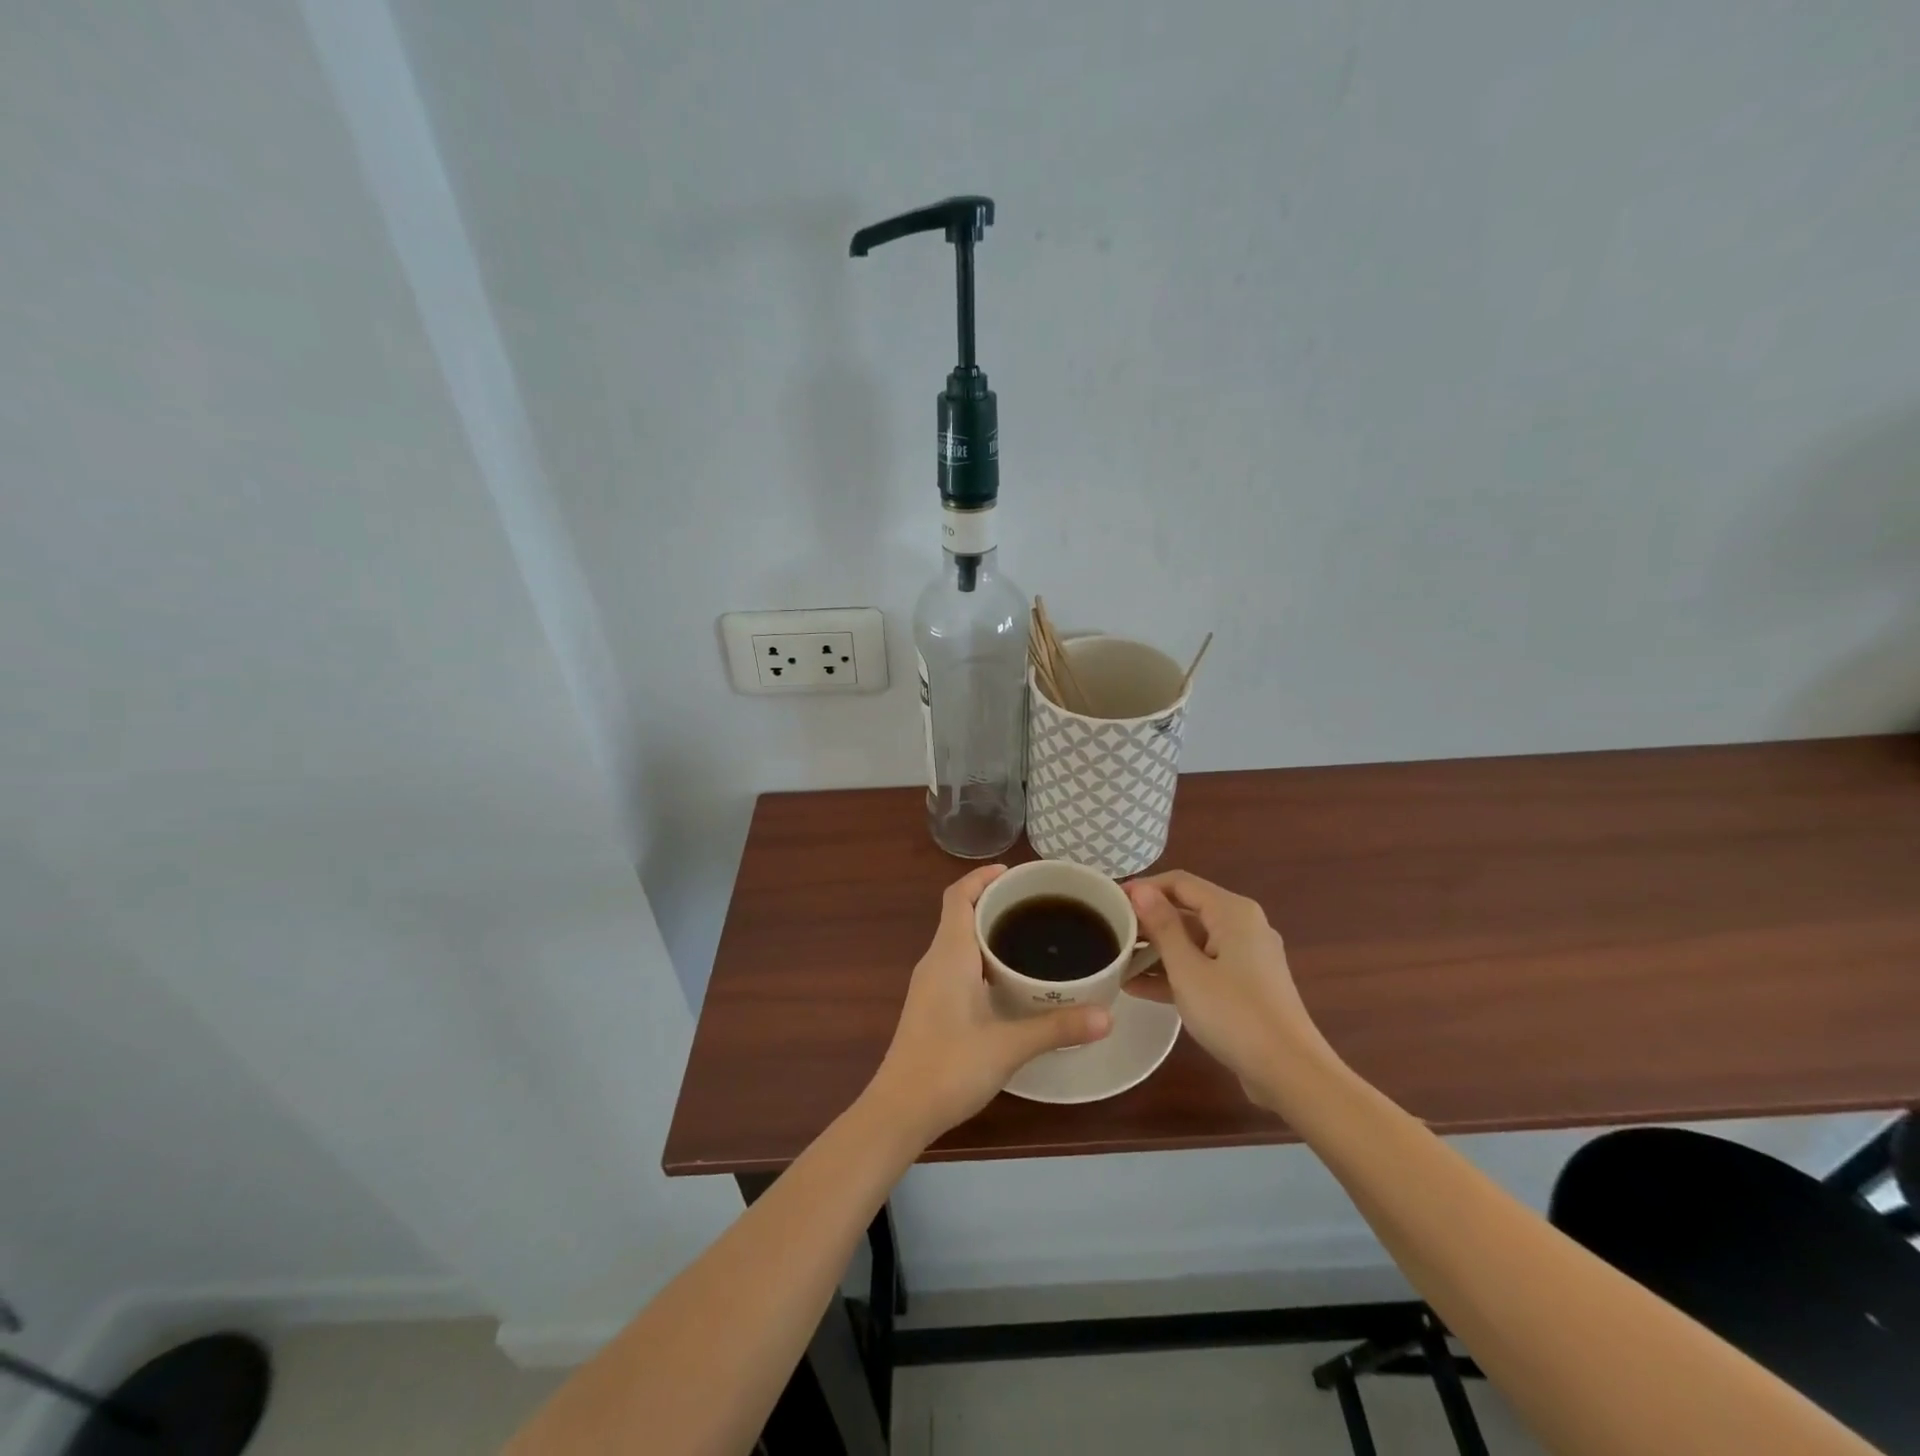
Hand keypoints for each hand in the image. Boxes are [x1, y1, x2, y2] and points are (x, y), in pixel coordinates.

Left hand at [870, 865, 1112, 1144]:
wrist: (899, 1111)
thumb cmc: (948, 1068)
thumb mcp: (1008, 1046)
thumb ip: (1057, 1028)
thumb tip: (1108, 1015)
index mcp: (948, 955)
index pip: (958, 896)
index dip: (982, 877)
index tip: (1016, 873)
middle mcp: (935, 961)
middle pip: (961, 913)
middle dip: (994, 901)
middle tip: (1038, 905)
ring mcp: (930, 984)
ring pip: (959, 940)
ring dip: (989, 930)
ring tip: (1032, 935)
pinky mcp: (931, 1005)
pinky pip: (958, 963)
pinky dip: (982, 956)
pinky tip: (1010, 978)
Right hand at [1125, 870, 1331, 1110]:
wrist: (1291, 1074)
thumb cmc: (1235, 1014)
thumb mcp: (1187, 969)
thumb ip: (1162, 926)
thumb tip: (1141, 890)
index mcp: (1232, 912)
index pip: (1180, 883)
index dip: (1144, 888)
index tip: (1110, 901)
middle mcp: (1243, 926)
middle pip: (1187, 911)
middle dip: (1147, 922)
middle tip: (1110, 932)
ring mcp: (1246, 958)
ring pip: (1193, 942)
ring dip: (1156, 951)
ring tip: (1116, 961)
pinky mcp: (1245, 986)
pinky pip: (1203, 967)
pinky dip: (1175, 973)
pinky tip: (1138, 987)